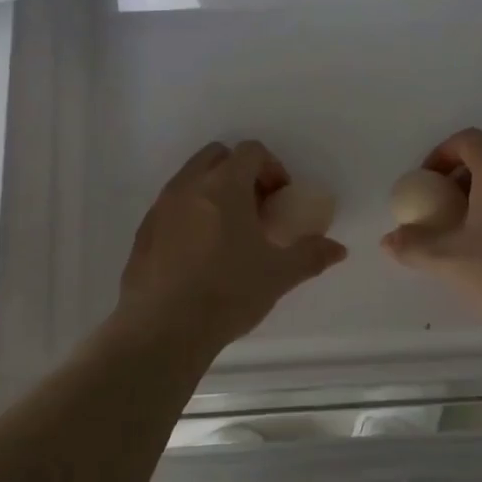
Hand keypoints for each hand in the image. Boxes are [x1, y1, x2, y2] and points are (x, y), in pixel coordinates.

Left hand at [119, 140, 346, 357]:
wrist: (162, 330)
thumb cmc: (227, 292)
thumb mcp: (278, 275)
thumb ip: (310, 255)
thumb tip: (338, 249)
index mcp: (224, 186)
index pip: (251, 151)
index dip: (272, 168)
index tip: (280, 198)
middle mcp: (189, 185)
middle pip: (217, 155)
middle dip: (240, 171)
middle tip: (255, 207)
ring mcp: (161, 207)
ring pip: (190, 178)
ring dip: (213, 191)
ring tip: (228, 231)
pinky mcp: (143, 231)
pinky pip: (171, 206)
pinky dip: (190, 213)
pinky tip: (199, 253)